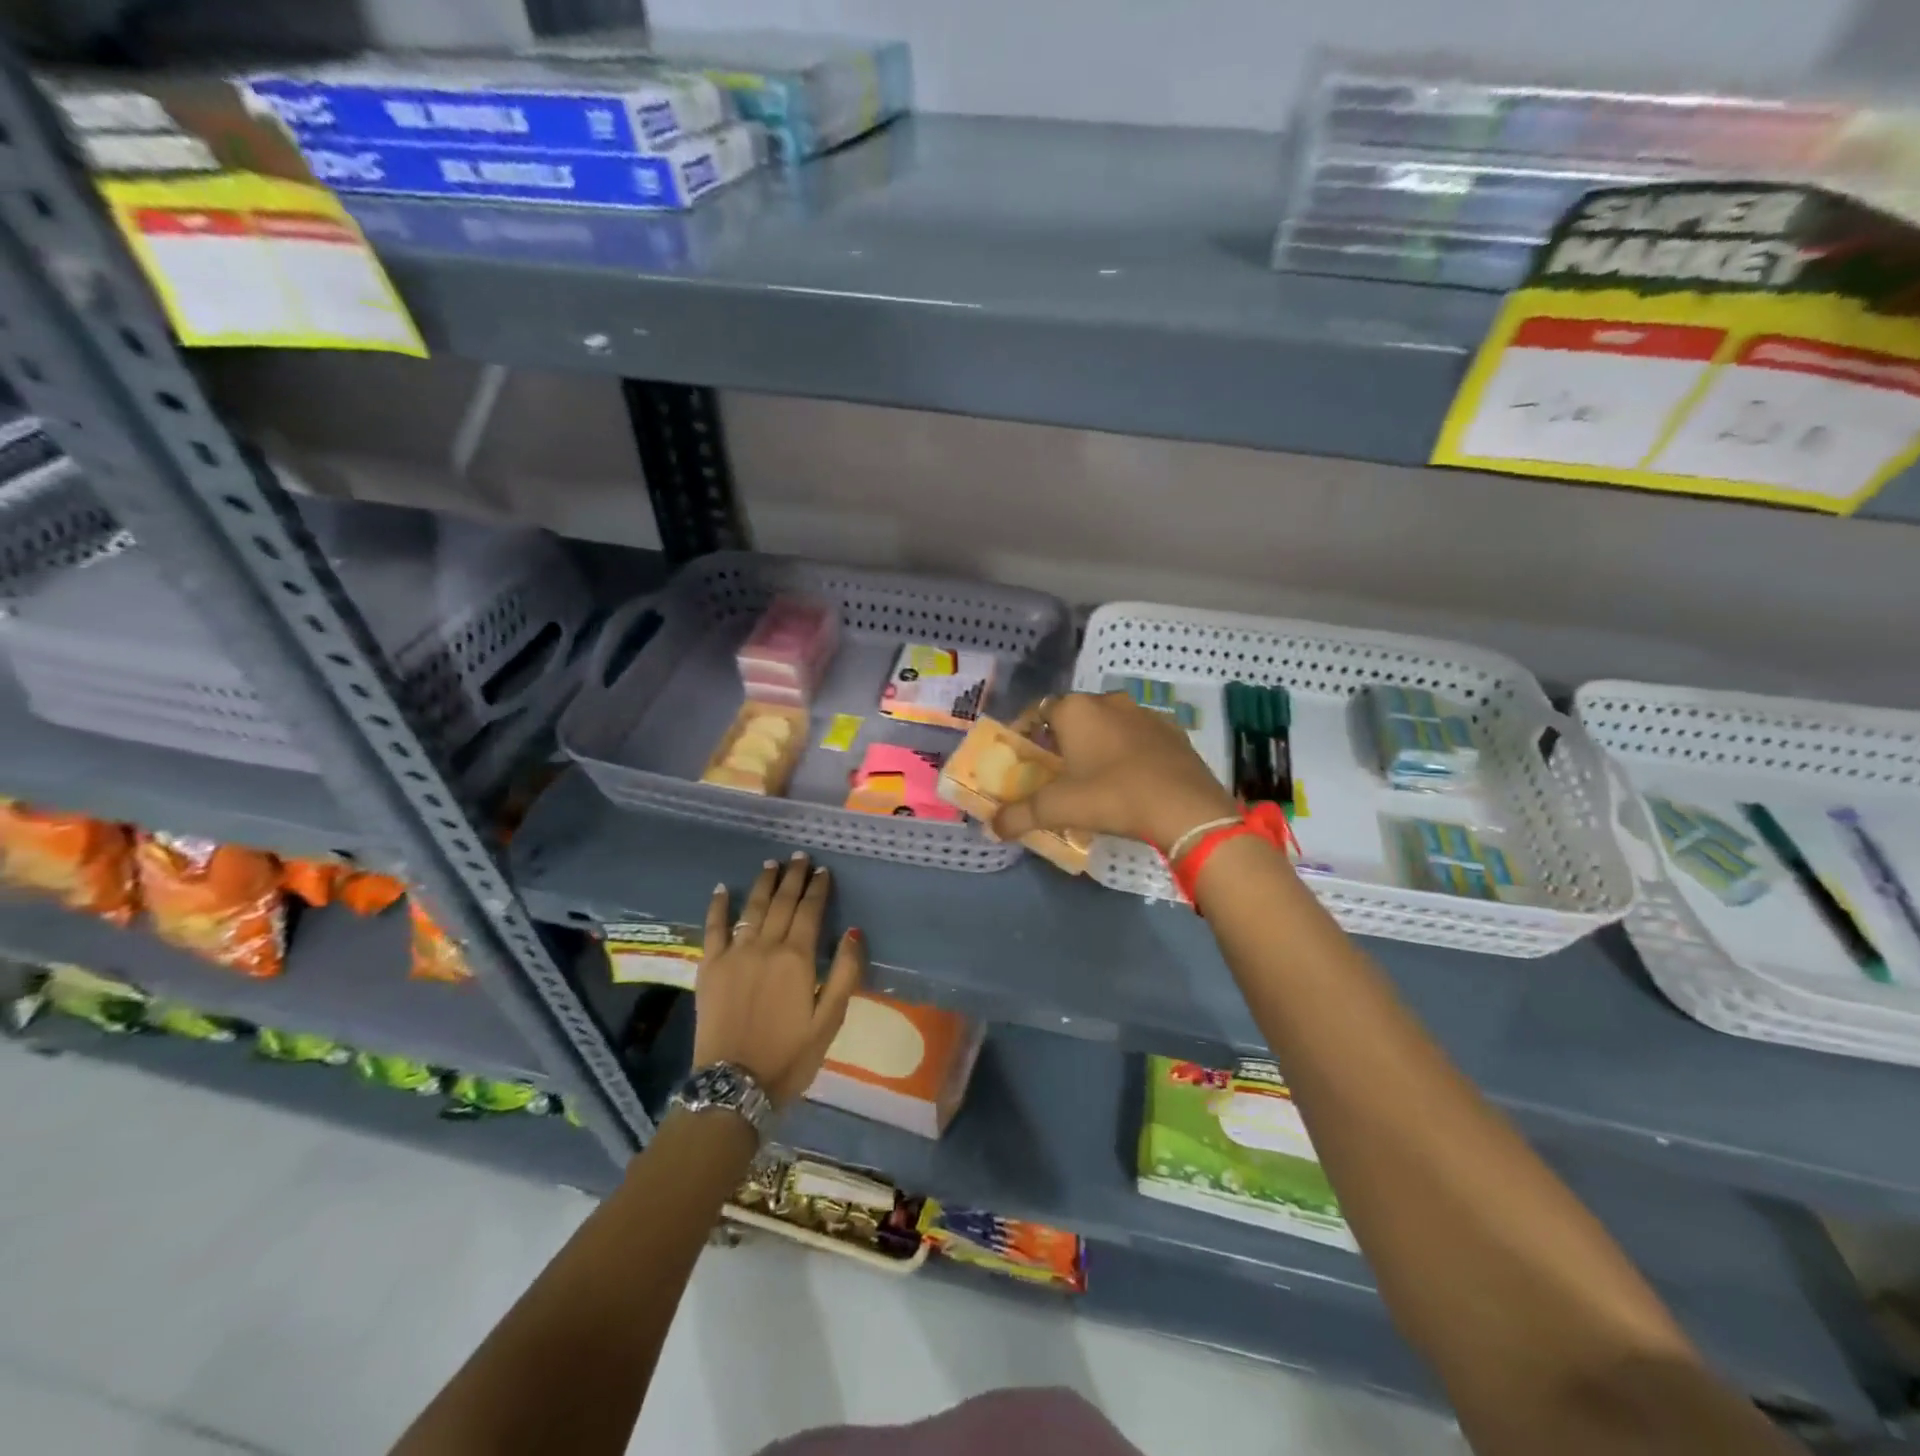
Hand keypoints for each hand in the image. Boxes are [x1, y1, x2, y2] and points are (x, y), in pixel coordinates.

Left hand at [694, 853, 865, 1106]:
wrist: (734, 1086)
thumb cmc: (790, 1056)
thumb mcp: (830, 1020)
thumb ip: (844, 973)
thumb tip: (854, 931)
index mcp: (797, 957)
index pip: (810, 911)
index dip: (818, 888)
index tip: (823, 870)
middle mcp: (765, 946)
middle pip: (781, 902)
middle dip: (793, 877)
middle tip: (800, 857)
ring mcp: (734, 954)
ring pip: (751, 908)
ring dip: (763, 883)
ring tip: (771, 863)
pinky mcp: (709, 967)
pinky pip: (713, 928)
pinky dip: (717, 906)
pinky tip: (721, 889)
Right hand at [992, 691, 1237, 851]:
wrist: (1186, 808)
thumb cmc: (1112, 797)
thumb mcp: (1058, 809)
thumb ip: (1019, 815)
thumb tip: (992, 827)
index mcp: (1076, 710)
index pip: (1039, 710)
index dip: (1026, 731)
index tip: (1022, 755)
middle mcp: (1109, 701)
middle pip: (1074, 715)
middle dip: (1061, 738)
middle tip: (1055, 770)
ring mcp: (1145, 714)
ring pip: (1108, 723)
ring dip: (1097, 742)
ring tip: (1092, 775)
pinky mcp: (1173, 732)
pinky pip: (1139, 737)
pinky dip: (1128, 751)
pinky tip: (1129, 778)